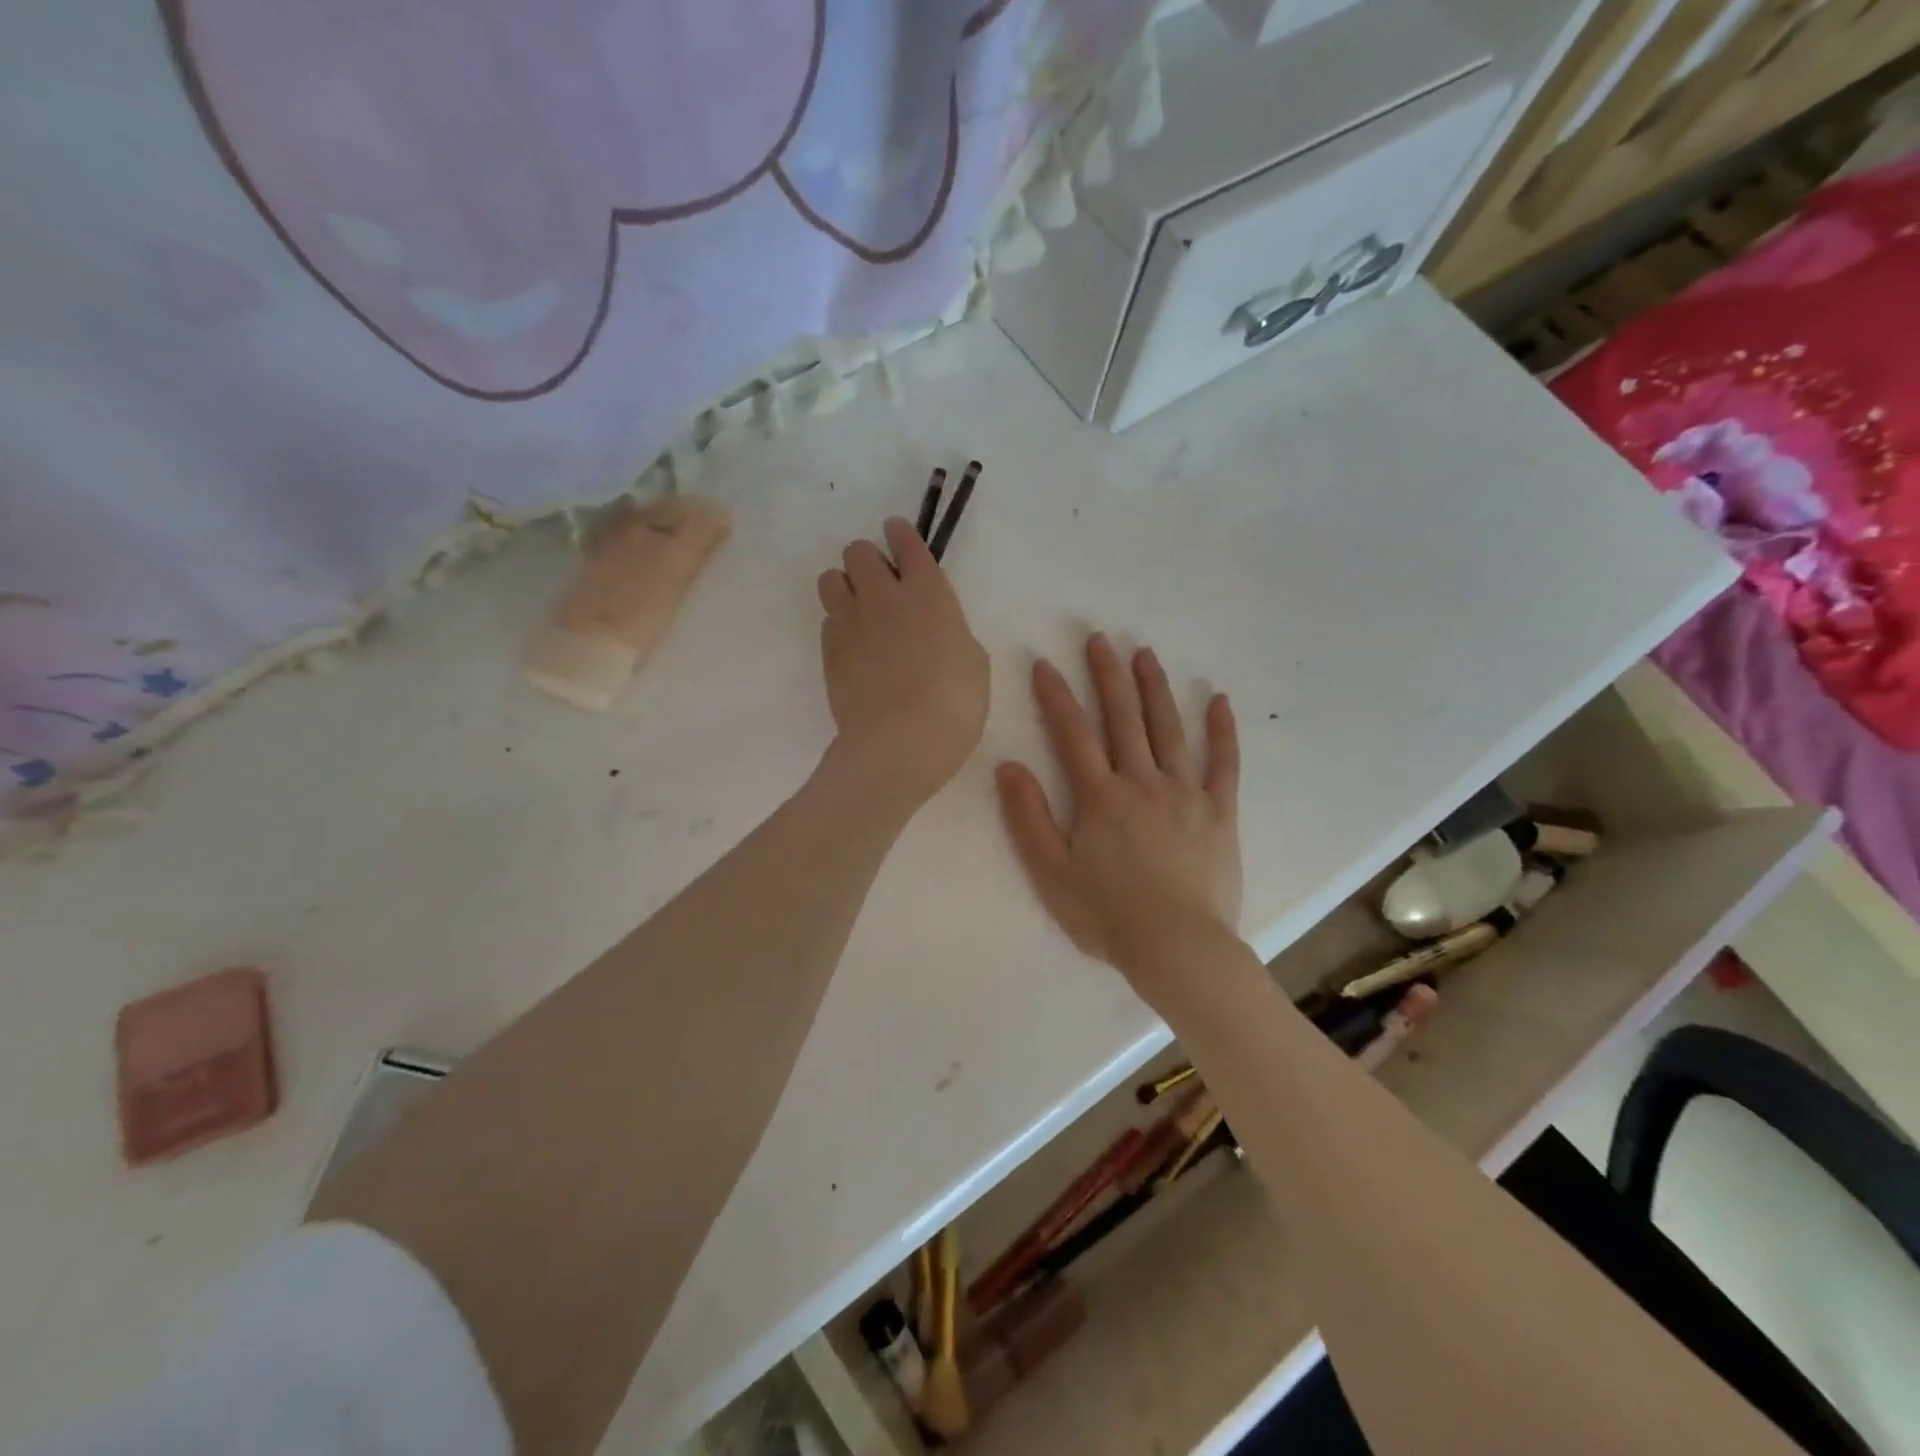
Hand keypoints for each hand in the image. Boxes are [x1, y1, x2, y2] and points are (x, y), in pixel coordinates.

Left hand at [817, 517, 989, 809]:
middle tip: (881, 585)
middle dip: (868, 560)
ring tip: (860, 611)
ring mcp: (851, 622)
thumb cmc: (954, 705)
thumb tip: (935, 630)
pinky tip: (854, 647)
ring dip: (844, 586)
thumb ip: (952, 632)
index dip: (900, 533)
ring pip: (831, 578)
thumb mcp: (973, 663)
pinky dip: (839, 624)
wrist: (900, 744)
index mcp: (929, 593)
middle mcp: (884, 596)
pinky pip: (827, 619)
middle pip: (858, 551)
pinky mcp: (829, 650)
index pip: (906, 542)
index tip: (897, 533)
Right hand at [995, 633, 1241, 1001]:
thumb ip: (1028, 817)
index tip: (1044, 663)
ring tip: (1146, 654)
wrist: (1178, 949)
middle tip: (1099, 639)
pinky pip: (1223, 764)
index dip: (1056, 696)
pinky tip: (1219, 701)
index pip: (1072, 734)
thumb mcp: (1051, 872)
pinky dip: (1221, 732)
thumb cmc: (1108, 916)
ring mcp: (1186, 794)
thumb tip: (1009, 765)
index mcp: (1100, 797)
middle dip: (1108, 676)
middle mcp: (1142, 783)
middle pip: (1123, 719)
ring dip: (1155, 689)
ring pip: (1169, 730)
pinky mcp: (1219, 813)